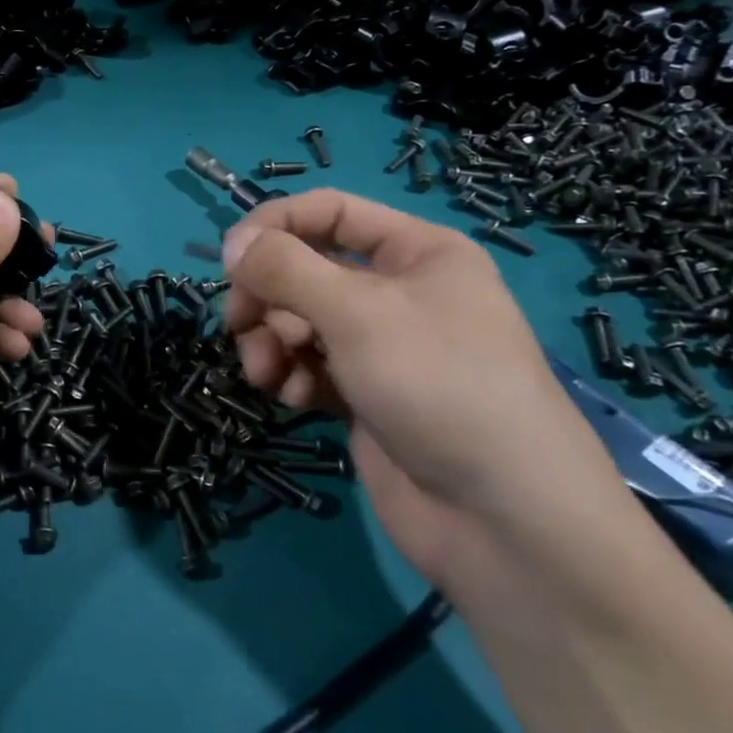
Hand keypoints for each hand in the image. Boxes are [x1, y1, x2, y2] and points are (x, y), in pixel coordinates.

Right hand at [222, 190, 635, 593]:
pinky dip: (294, 377)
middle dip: (268, 297)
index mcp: (415, 252)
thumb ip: (285, 269)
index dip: (275, 226)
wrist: (501, 520)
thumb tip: (232, 245)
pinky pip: (310, 366)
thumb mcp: (357, 311)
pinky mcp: (365, 395)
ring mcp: (381, 347)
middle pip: (306, 269)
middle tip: (241, 325)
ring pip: (300, 321)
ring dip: (272, 341)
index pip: (328, 212)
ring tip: (268, 374)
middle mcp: (398, 292)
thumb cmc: (438, 385)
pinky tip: (295, 400)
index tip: (230, 260)